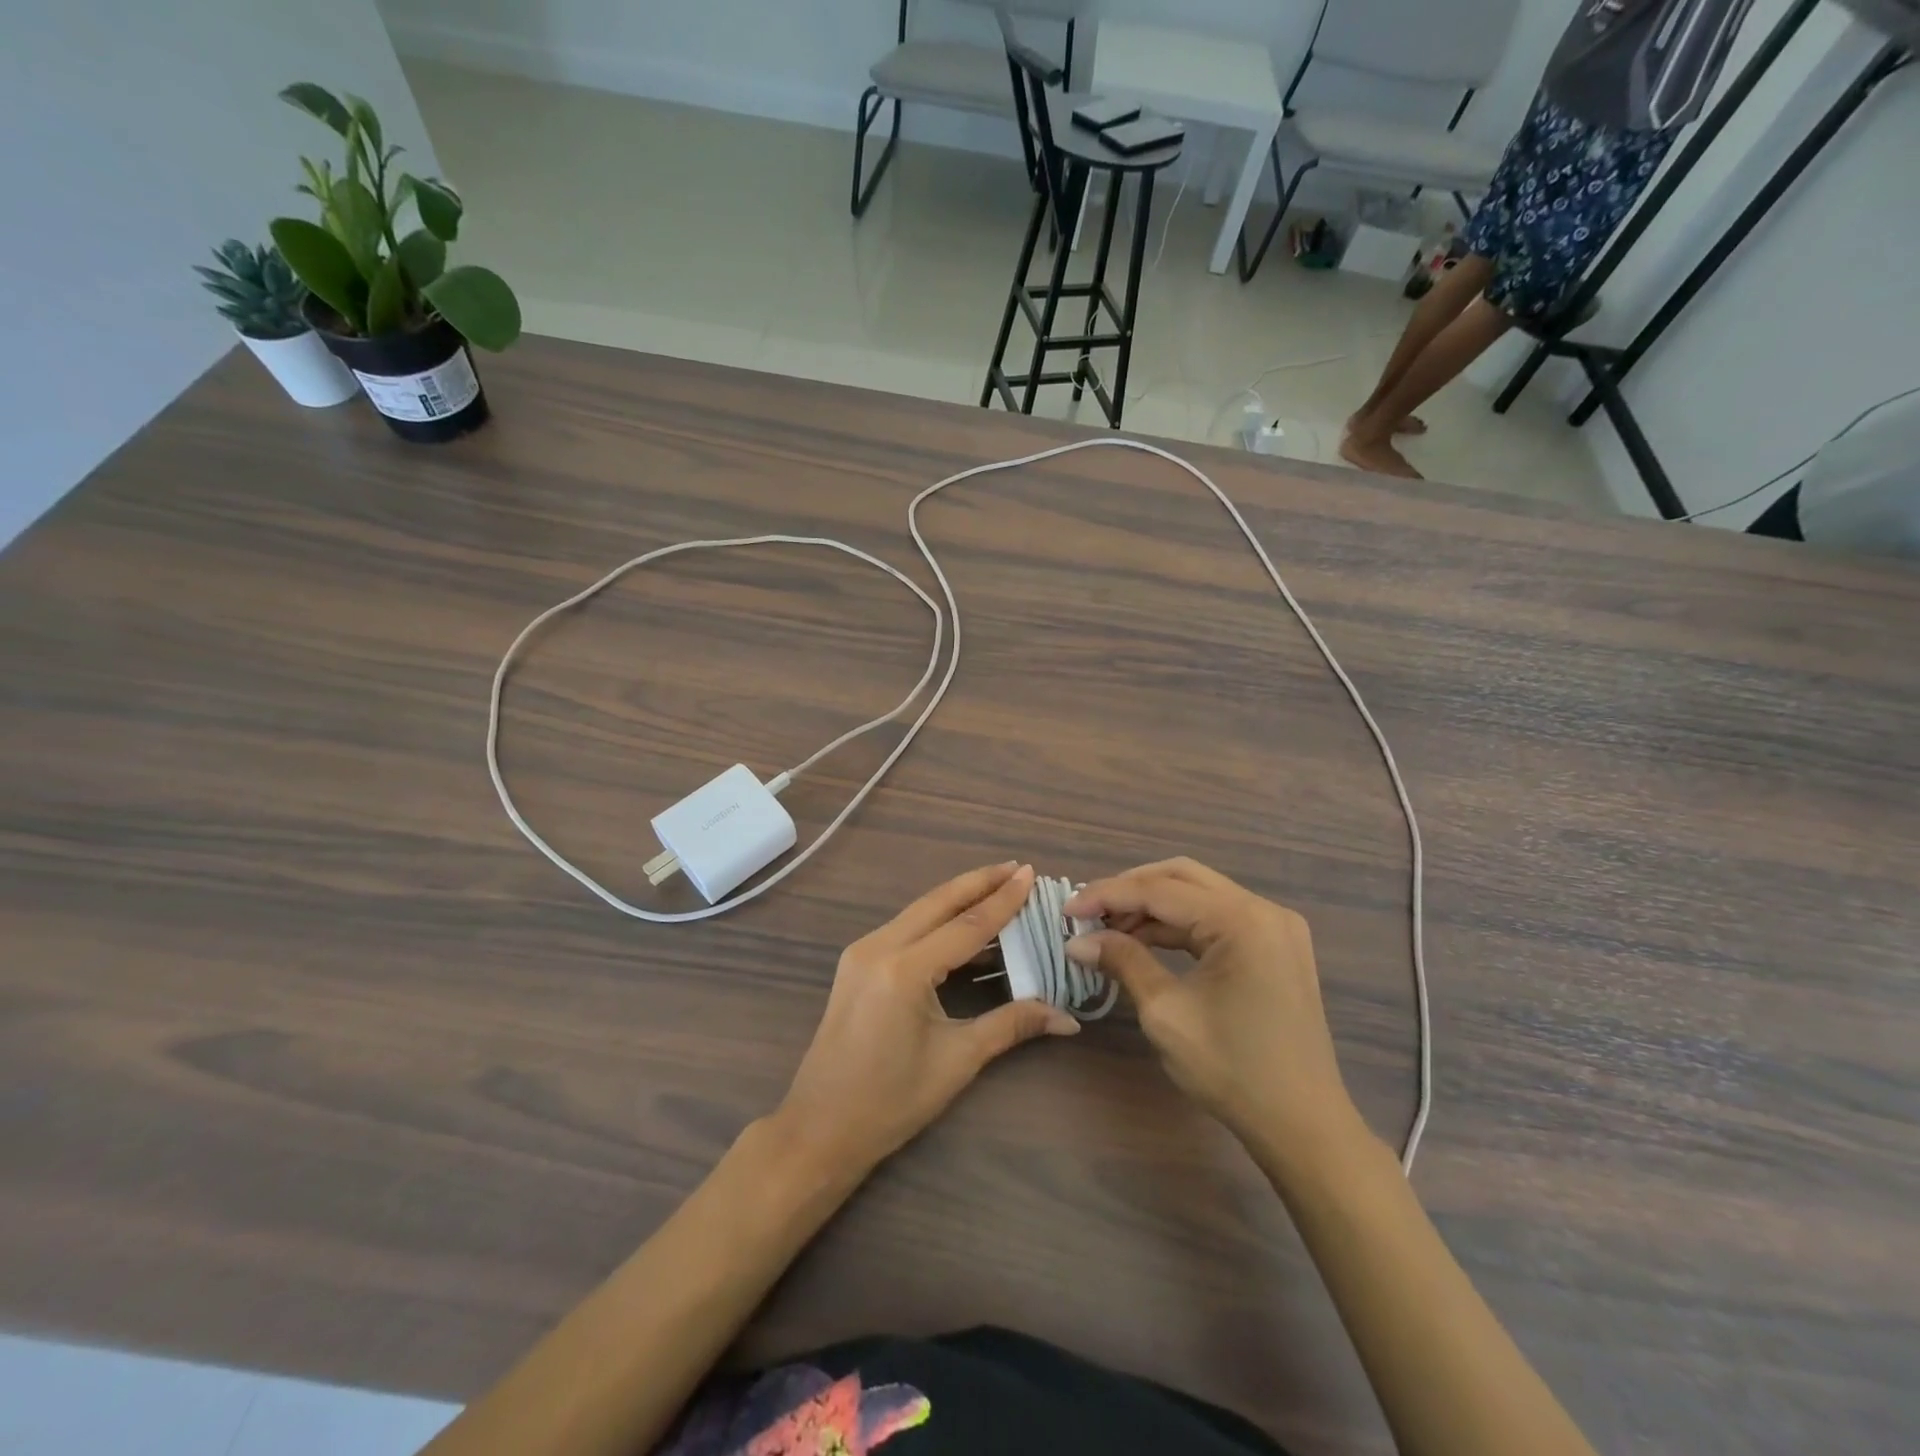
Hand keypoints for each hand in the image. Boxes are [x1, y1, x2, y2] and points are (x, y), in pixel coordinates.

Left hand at [774, 862, 1078, 1177]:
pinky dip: (936, 919)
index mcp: (904, 969)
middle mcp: (879, 947)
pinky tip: (960, 923)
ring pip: (919, 911)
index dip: (1003, 899)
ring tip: (996, 886)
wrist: (820, 1129)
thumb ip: (1011, 1025)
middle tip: (1017, 868)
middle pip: (938, 902)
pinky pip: (904, 928)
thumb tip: (1067, 1018)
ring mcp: (862, 952)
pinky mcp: (856, 963)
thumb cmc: (891, 1100)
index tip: (1031, 873)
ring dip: (957, 897)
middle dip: (979, 882)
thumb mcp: (957, 1060)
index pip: (967, 925)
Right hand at [1065, 858, 1361, 1159]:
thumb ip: (1123, 961)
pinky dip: (1179, 924)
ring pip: (1199, 894)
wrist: (1303, 1126)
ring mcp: (1274, 926)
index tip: (1066, 910)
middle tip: (1088, 912)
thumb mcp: (1166, 1013)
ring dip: (1152, 906)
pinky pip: (1217, 917)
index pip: (1159, 890)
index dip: (1107, 896)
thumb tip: (1078, 941)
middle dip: (1130, 889)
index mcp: (1241, 920)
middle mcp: (1263, 909)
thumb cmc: (1232, 1070)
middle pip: (1181, 877)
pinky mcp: (1275, 946)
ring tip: (1108, 928)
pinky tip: (1144, 940)